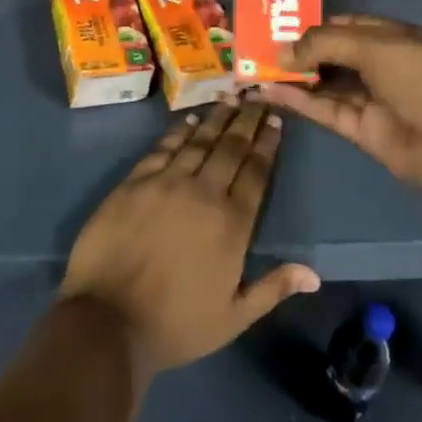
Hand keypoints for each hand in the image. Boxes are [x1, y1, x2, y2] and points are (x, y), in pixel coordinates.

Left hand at [60, 100, 318, 387]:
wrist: (107, 322)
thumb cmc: (175, 325)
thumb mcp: (233, 318)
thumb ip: (273, 289)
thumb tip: (314, 274)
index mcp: (232, 223)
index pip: (256, 172)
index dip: (267, 143)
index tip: (275, 120)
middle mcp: (204, 193)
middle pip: (231, 147)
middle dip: (247, 119)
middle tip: (258, 96)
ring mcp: (166, 183)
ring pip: (199, 140)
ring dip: (218, 117)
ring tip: (231, 98)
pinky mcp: (135, 182)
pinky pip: (163, 148)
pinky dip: (179, 131)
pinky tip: (190, 119)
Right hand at [257, 15, 421, 187]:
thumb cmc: (421, 75)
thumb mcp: (373, 46)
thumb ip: (325, 43)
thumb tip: (282, 49)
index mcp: (389, 36)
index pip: (345, 24)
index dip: (314, 23)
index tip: (278, 23)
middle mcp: (377, 64)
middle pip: (331, 53)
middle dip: (297, 50)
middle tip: (256, 45)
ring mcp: (368, 97)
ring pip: (323, 82)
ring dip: (292, 76)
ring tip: (253, 67)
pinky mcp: (358, 128)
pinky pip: (322, 108)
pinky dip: (297, 100)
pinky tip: (267, 90)